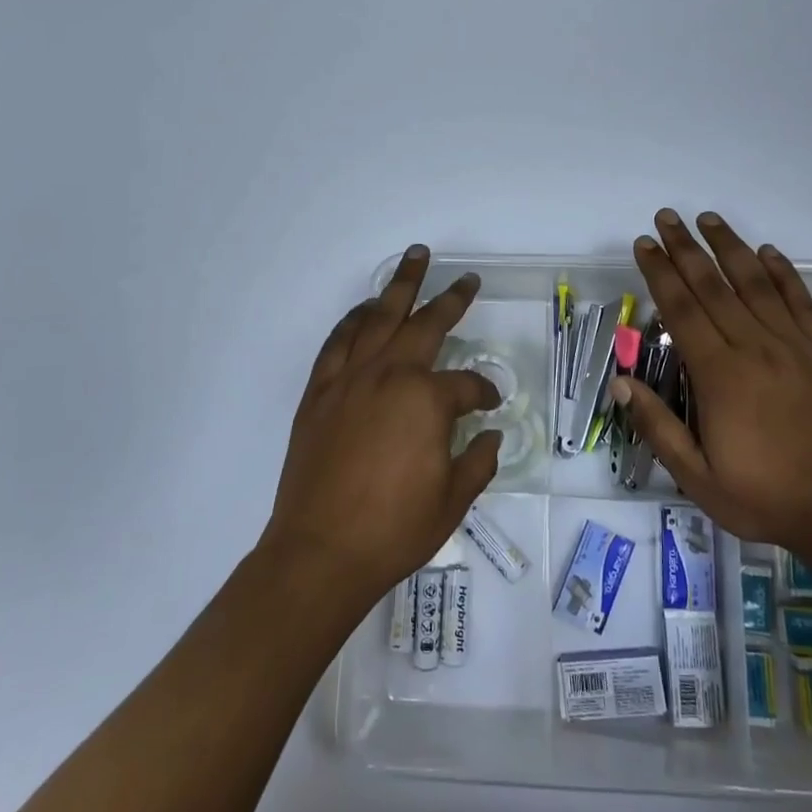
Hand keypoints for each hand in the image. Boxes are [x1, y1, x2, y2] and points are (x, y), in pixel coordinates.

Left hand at [263, 246, 502, 607]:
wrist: (321, 552)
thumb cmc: (394, 529)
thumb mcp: (453, 500)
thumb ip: (479, 461)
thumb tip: (491, 436)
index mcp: (427, 399)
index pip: (468, 384)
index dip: (484, 392)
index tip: (491, 403)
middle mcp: (389, 375)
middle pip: (425, 324)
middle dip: (450, 299)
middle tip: (466, 279)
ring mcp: (350, 379)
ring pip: (378, 318)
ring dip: (399, 287)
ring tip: (414, 260)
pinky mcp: (320, 392)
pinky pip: (338, 341)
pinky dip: (354, 320)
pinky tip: (365, 310)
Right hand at [615, 209, 811, 548]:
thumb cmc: (763, 497)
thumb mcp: (696, 477)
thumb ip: (658, 426)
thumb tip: (620, 382)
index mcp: (720, 375)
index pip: (682, 310)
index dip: (660, 273)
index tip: (644, 245)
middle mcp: (754, 348)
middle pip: (714, 285)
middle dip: (686, 248)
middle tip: (666, 217)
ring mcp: (791, 346)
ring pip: (755, 283)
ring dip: (729, 247)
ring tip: (708, 219)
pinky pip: (799, 301)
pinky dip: (783, 272)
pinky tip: (767, 252)